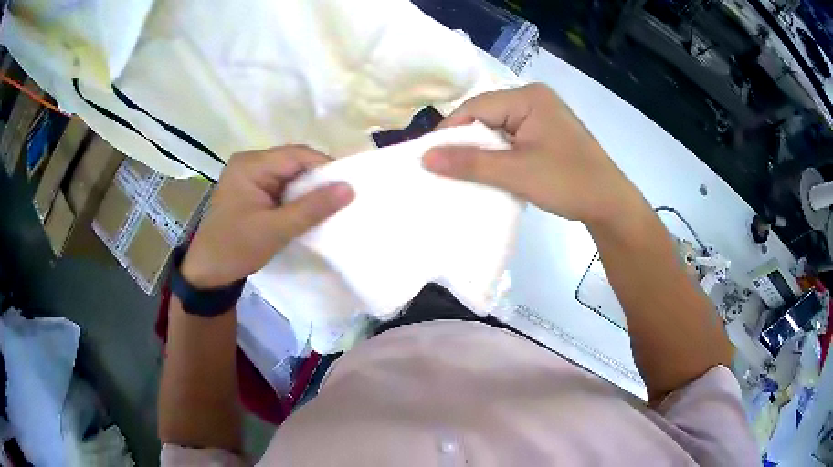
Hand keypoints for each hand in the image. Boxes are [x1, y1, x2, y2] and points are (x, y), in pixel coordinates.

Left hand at [181, 146, 353, 288]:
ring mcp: (250, 176)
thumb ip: (312, 208)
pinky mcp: (252, 190)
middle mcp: (250, 163)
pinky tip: (310, 210)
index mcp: (250, 165)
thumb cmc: (236, 249)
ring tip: (332, 205)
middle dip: (318, 180)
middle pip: (294, 162)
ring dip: (309, 190)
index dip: (325, 167)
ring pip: (290, 175)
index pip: (296, 155)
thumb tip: (350, 188)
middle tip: (344, 198)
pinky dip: (297, 198)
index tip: (350, 186)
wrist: (207, 272)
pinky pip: (282, 187)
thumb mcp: (275, 230)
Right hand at [423, 84, 642, 225]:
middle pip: (486, 116)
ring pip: (498, 129)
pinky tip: (489, 172)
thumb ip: (470, 163)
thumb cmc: (568, 182)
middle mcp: (534, 100)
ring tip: (463, 173)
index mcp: (529, 97)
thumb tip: (425, 157)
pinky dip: (498, 155)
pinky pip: (512, 139)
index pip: (477, 107)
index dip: (450, 130)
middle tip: (443, 168)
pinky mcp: (546, 134)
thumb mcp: (516, 172)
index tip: (430, 157)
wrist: (610, 204)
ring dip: (481, 151)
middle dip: (466, 142)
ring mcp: (542, 117)